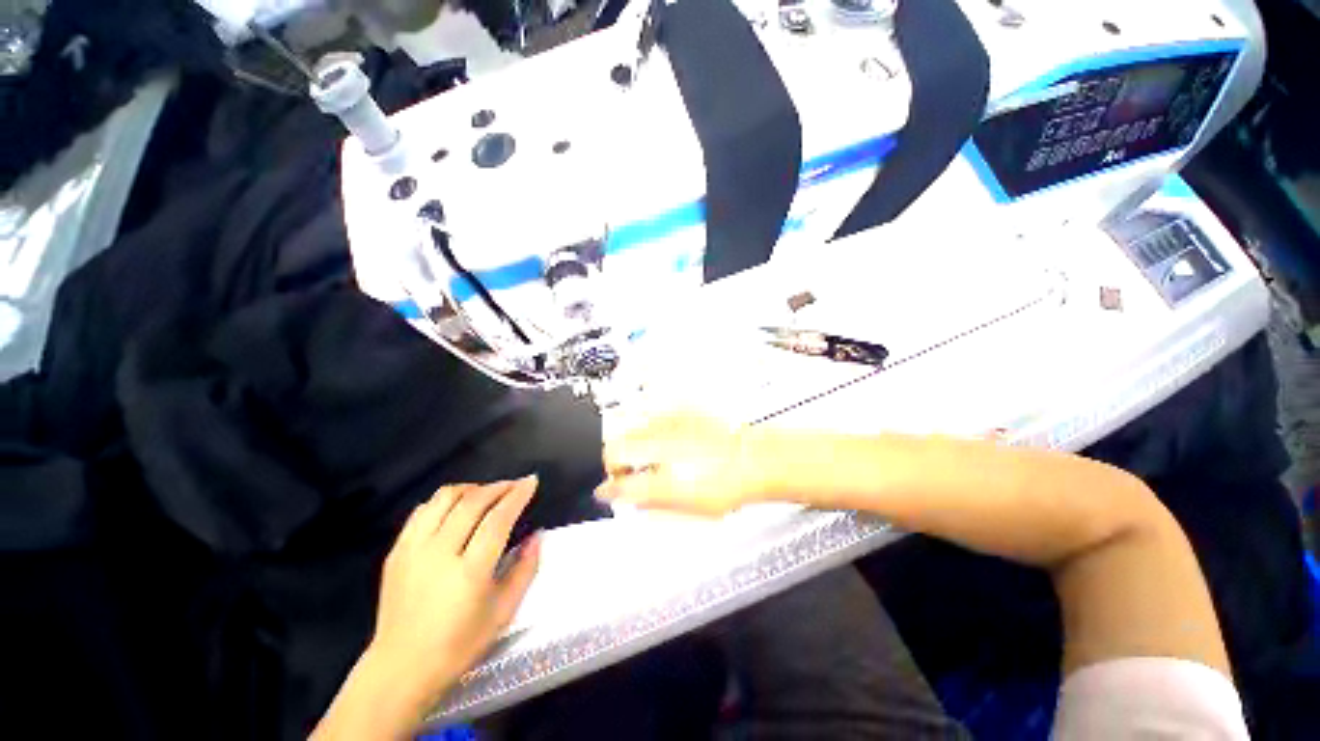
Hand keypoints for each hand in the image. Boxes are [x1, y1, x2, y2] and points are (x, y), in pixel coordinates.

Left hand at [369, 477, 541, 710]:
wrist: (400, 668)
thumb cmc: (459, 645)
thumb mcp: (503, 612)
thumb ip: (525, 570)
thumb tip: (537, 536)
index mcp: (470, 572)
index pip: (498, 519)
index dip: (517, 495)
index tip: (531, 481)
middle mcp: (440, 553)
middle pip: (473, 501)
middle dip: (499, 487)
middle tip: (514, 485)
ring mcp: (414, 550)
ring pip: (445, 498)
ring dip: (471, 489)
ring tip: (485, 495)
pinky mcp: (397, 552)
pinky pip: (423, 510)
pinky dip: (444, 501)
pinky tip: (455, 510)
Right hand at [597, 412, 770, 515]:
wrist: (751, 458)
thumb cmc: (728, 487)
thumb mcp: (691, 509)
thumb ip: (654, 505)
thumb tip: (632, 501)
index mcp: (663, 480)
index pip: (618, 485)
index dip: (606, 490)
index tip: (603, 492)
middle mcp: (661, 449)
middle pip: (614, 449)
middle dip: (610, 462)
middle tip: (619, 470)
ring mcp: (668, 426)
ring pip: (628, 429)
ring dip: (626, 443)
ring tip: (639, 451)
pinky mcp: (677, 411)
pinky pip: (649, 416)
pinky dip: (645, 427)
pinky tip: (657, 436)